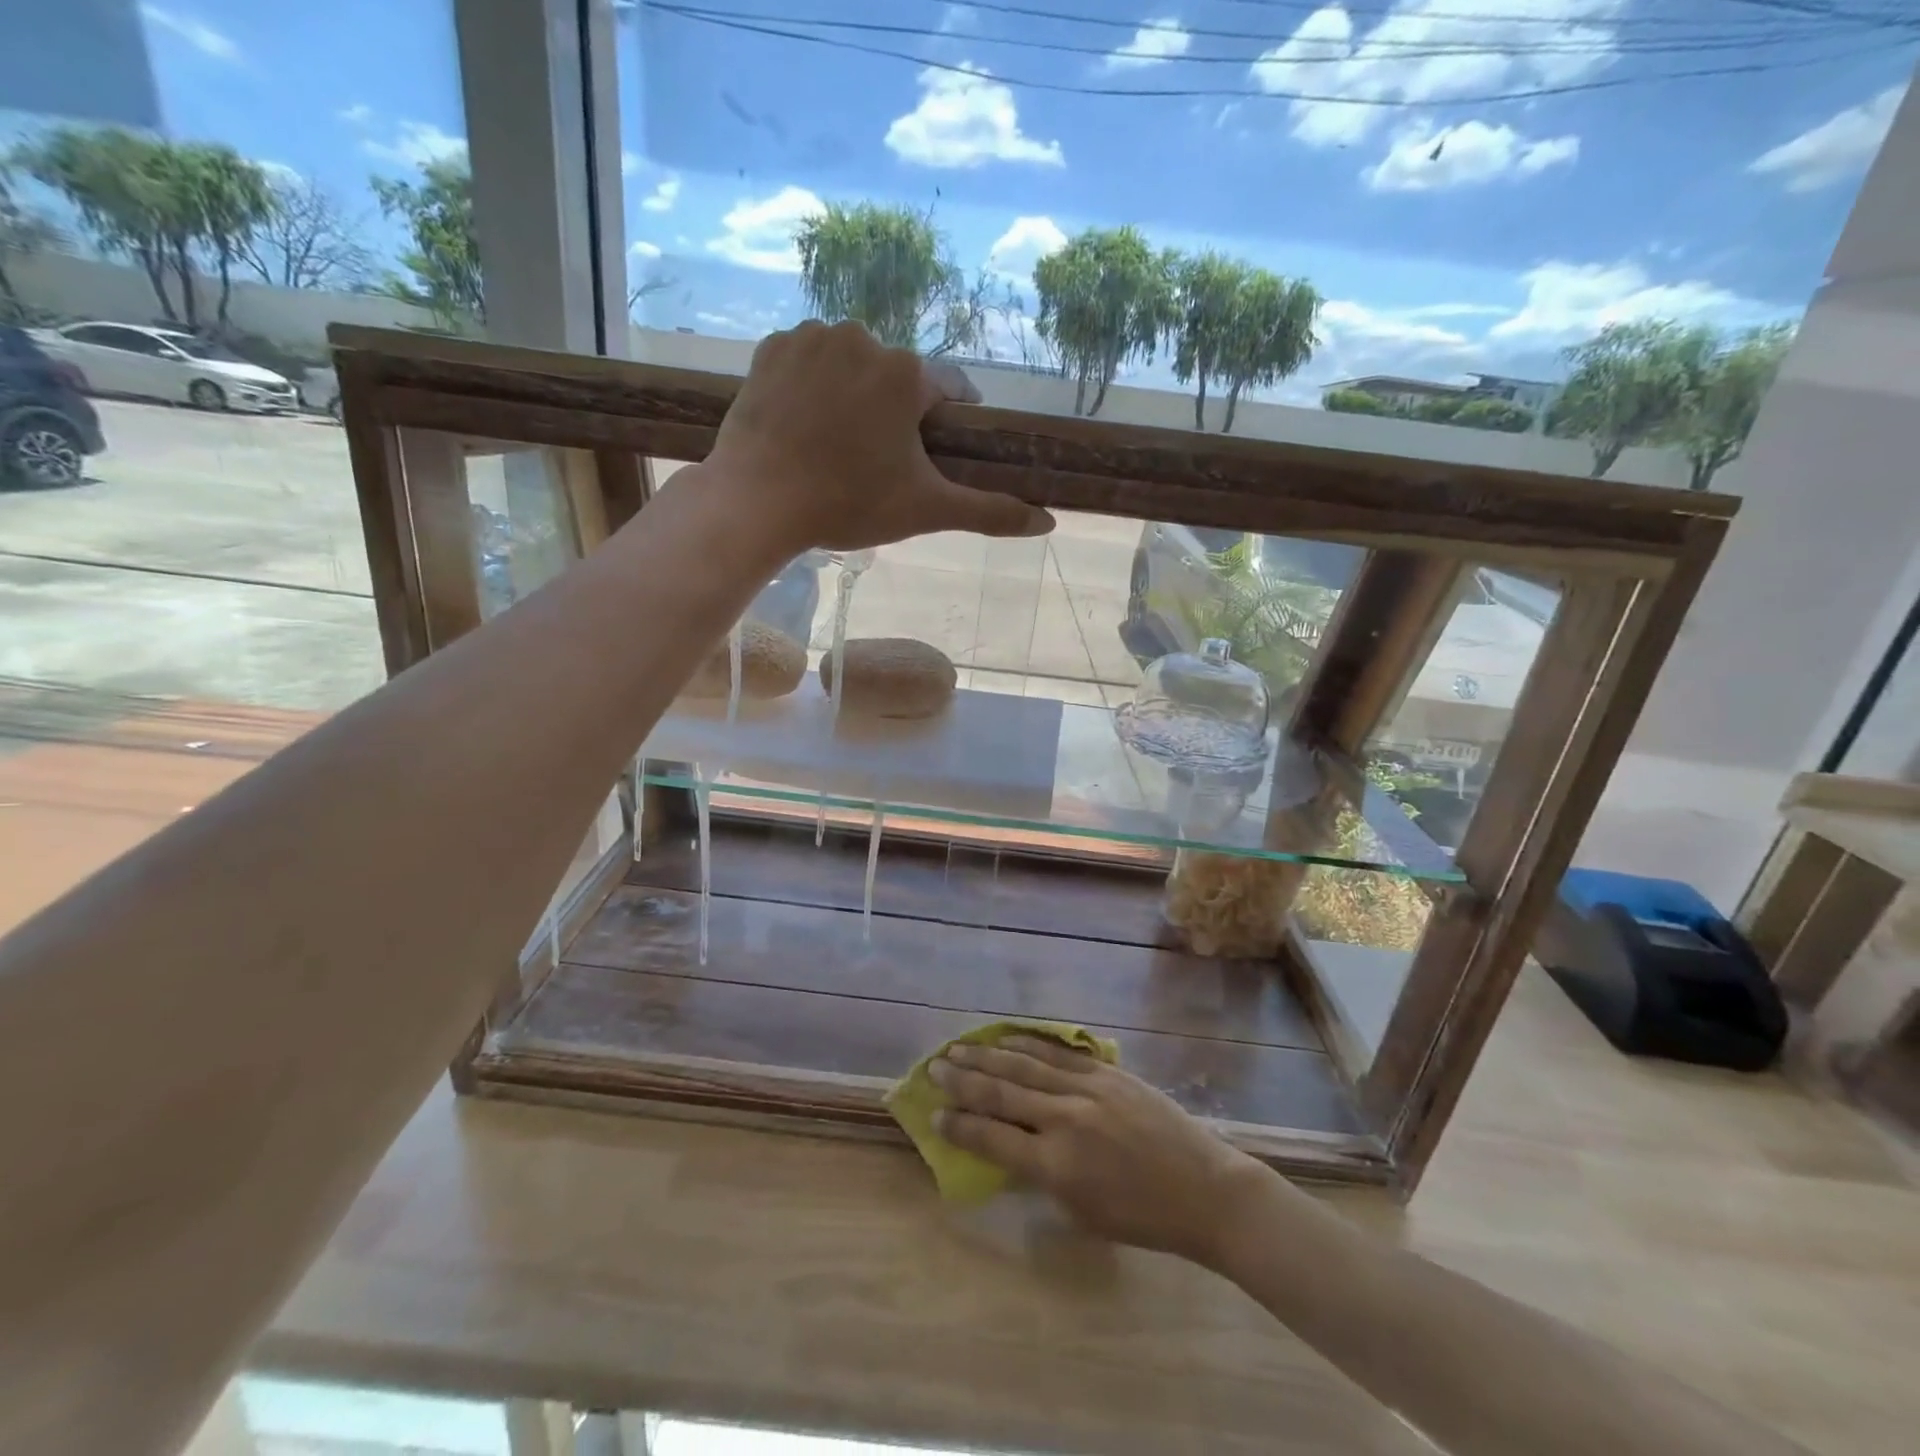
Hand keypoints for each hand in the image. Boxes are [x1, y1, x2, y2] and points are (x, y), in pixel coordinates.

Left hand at [704, 320, 1053, 553]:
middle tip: (878, 459)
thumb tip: (1047, 522)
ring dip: (853, 394)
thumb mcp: (926, 510)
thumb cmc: (848, 504)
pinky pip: (808, 360)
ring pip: (851, 365)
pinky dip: (812, 384)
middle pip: (896, 377)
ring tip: (838, 443)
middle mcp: (863, 337)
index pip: (948, 388)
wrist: (758, 502)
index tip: (939, 444)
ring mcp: (812, 337)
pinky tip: (805, 423)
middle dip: (895, 411)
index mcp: (906, 373)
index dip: (948, 419)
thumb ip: (989, 511)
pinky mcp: (771, 347)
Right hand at [930, 1036, 1270, 1264]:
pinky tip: (1006, 1038)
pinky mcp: (1107, 1071)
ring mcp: (1087, 1089)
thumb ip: (1041, 1176)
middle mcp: (1065, 1119)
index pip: (993, 1138)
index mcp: (1056, 1166)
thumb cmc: (1143, 1218)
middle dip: (963, 1080)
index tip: (934, 1113)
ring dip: (987, 1056)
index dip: (960, 1126)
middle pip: (1002, 1093)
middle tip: (934, 1066)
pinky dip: (1028, 1045)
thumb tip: (1008, 1147)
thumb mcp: (1081, 1212)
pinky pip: (1058, 1054)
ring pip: (1025, 1066)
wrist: (1205, 1191)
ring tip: (958, 1047)